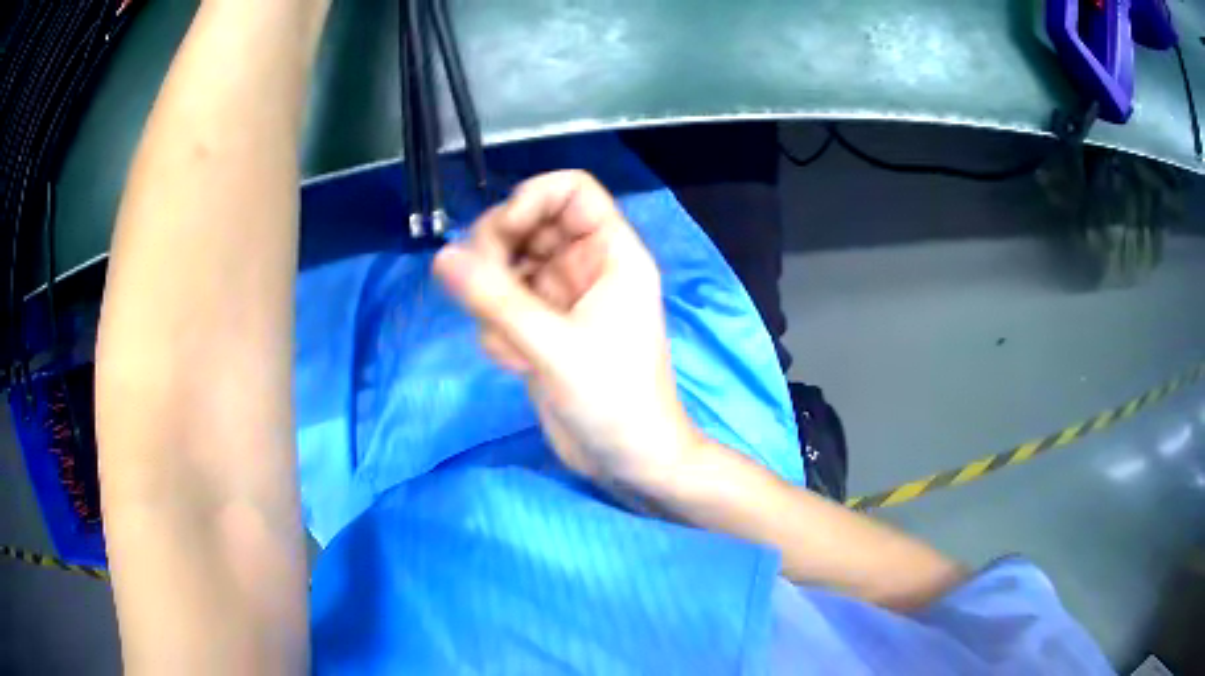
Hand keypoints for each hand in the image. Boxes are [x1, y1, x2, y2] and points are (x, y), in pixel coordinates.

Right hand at [434, 171, 701, 488]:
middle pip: (526, 223)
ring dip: (493, 302)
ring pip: (506, 266)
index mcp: (611, 253)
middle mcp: (584, 265)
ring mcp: (560, 296)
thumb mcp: (554, 348)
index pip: (570, 190)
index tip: (502, 236)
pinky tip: (515, 363)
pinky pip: (502, 304)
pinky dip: (497, 330)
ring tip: (509, 345)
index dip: (531, 200)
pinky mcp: (541, 326)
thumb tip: (442, 256)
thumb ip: (496, 299)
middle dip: (497, 255)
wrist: (629, 460)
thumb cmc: (614, 401)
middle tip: (482, 294)